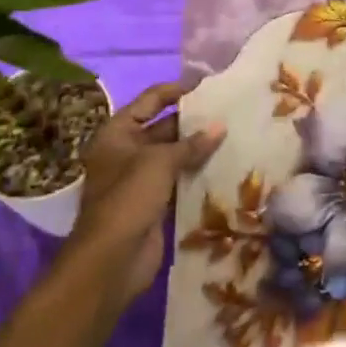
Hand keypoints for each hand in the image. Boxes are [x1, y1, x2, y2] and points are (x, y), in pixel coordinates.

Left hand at [66, 77, 222, 301]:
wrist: (111, 260)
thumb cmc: (128, 198)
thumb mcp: (159, 162)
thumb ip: (190, 144)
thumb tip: (220, 127)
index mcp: (117, 133)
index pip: (150, 101)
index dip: (176, 91)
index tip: (208, 86)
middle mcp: (126, 152)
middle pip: (163, 128)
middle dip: (193, 122)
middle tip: (230, 112)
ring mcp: (139, 180)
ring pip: (174, 156)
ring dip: (198, 149)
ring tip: (234, 136)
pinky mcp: (154, 204)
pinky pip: (179, 181)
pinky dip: (197, 175)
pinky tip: (225, 167)